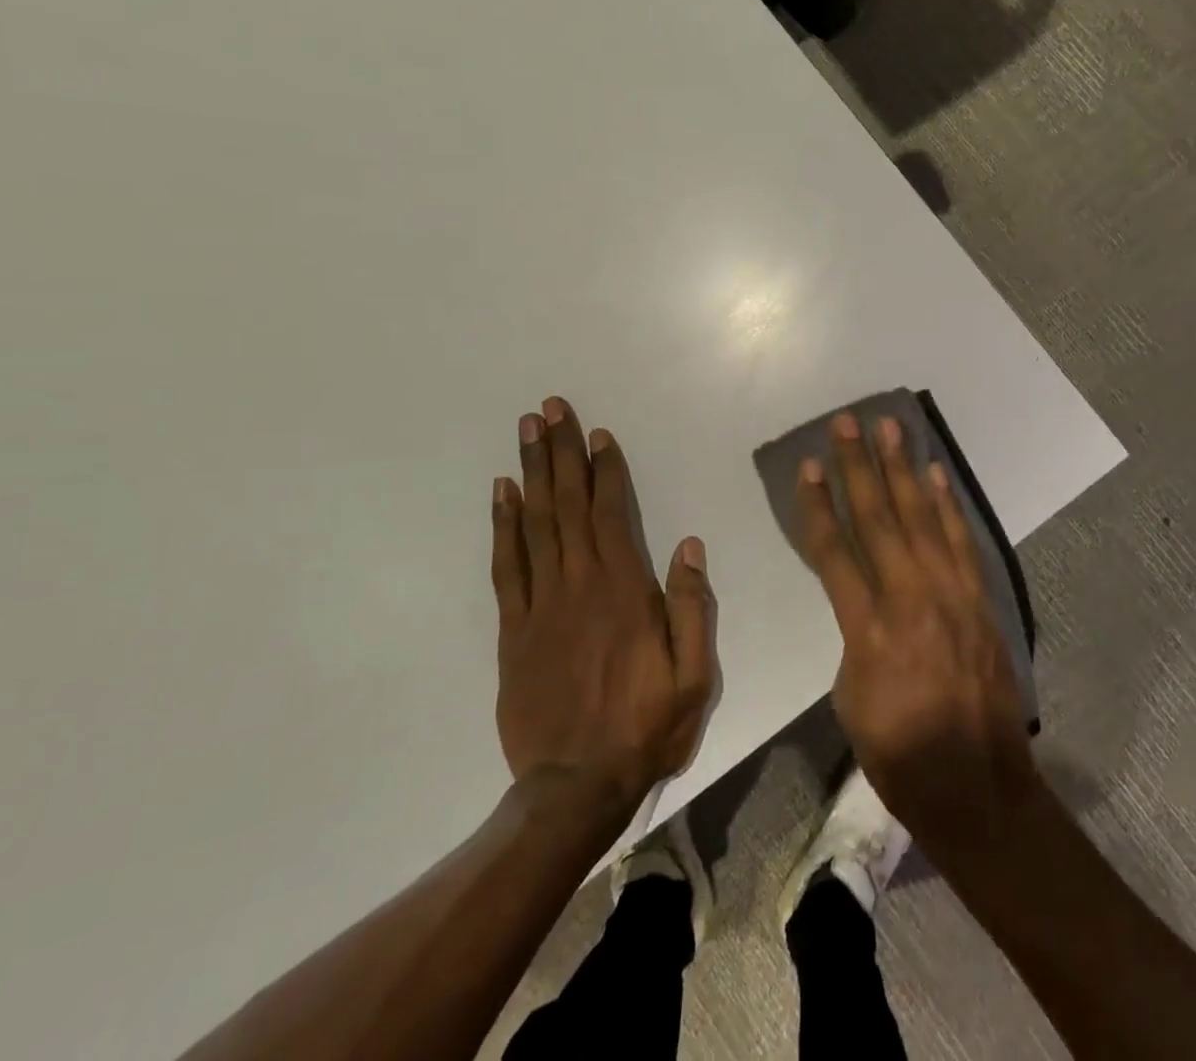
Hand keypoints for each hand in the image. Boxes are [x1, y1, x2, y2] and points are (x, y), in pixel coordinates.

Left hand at [490, 397, 717, 830]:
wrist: (575, 786)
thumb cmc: (645, 726)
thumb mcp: (694, 674)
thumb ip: (691, 606)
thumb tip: (688, 545)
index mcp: (624, 590)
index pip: (612, 513)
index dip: (605, 470)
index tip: (597, 433)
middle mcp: (579, 584)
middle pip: (568, 504)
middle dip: (561, 452)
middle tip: (550, 408)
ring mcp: (541, 604)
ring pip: (535, 524)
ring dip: (531, 473)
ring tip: (527, 432)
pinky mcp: (514, 629)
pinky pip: (507, 566)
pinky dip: (503, 525)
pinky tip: (502, 494)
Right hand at [797, 411, 1038, 851]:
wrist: (978, 787)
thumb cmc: (899, 753)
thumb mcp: (850, 698)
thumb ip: (854, 638)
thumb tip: (864, 604)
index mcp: (868, 628)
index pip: (834, 551)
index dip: (818, 505)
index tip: (808, 466)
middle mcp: (910, 598)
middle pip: (878, 518)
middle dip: (858, 467)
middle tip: (846, 423)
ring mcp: (952, 595)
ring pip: (922, 519)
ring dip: (904, 470)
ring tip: (891, 429)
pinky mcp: (980, 601)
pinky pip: (961, 542)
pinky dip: (947, 505)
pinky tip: (935, 476)